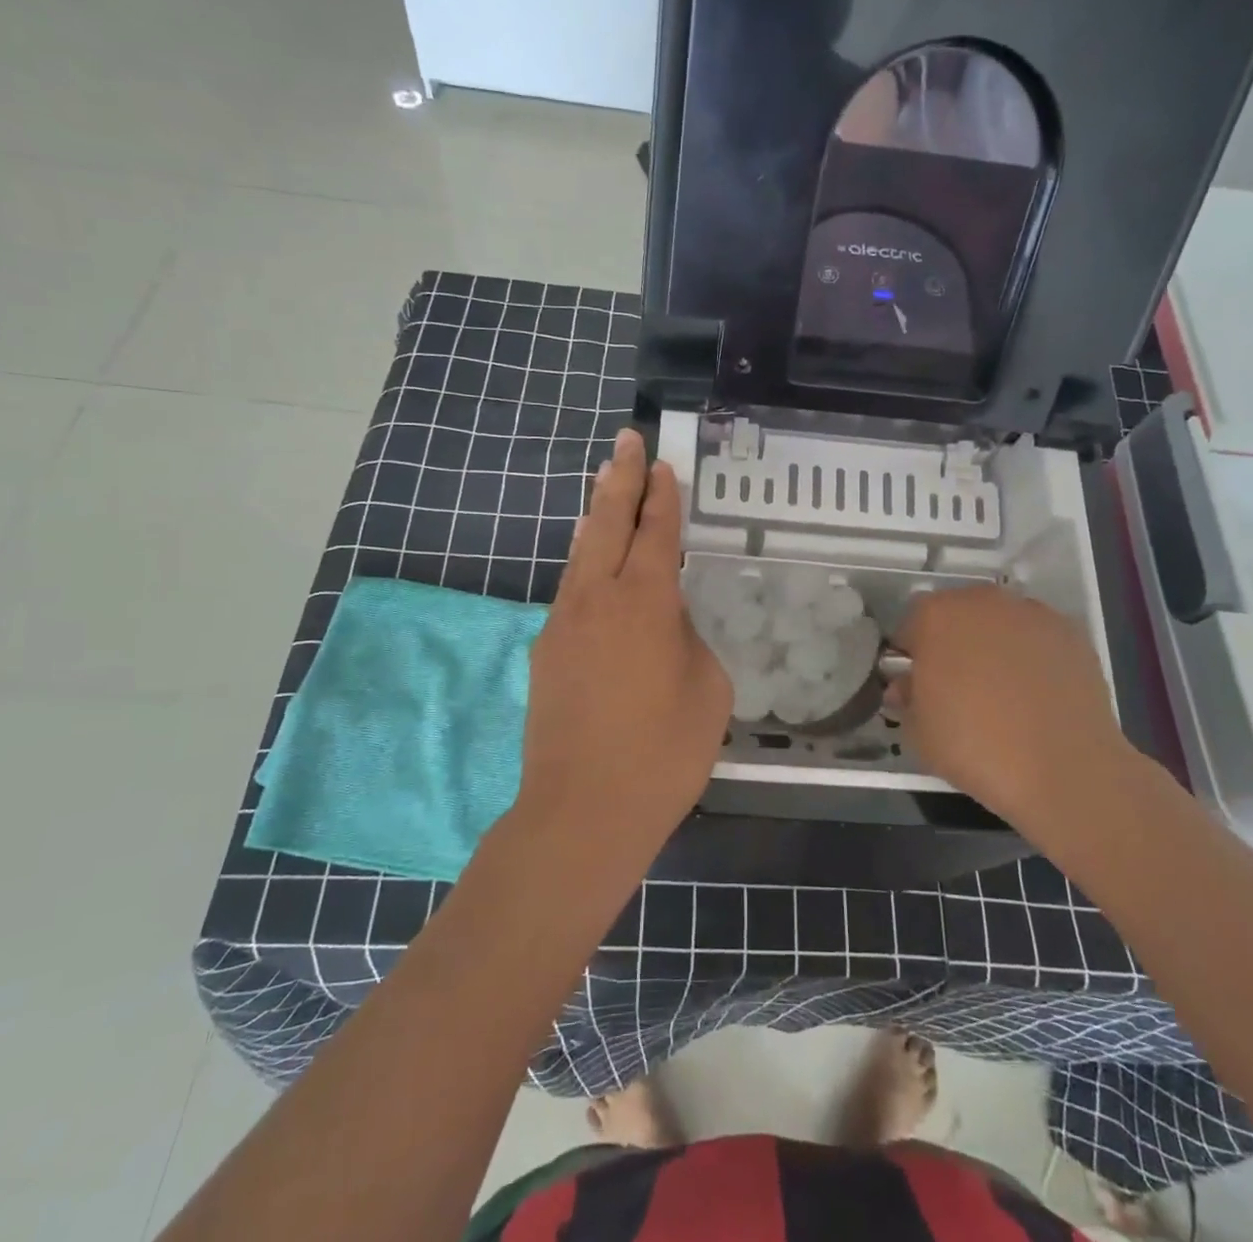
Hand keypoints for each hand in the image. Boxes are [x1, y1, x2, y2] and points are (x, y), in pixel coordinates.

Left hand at [515, 429, 730, 856]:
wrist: (582, 810)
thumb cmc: (663, 752)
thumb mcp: (707, 690)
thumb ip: (687, 642)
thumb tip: (665, 629)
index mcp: (644, 601)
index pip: (655, 532)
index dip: (661, 496)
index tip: (662, 465)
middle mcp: (597, 598)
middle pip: (606, 522)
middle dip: (620, 479)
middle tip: (625, 441)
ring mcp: (563, 623)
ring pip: (580, 553)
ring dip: (594, 517)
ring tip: (602, 486)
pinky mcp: (545, 651)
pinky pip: (570, 591)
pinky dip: (583, 563)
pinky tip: (589, 564)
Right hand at [891, 586, 1131, 828]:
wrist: (1063, 768)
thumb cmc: (974, 746)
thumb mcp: (917, 731)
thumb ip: (907, 697)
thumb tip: (908, 686)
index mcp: (935, 616)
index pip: (911, 626)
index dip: (912, 656)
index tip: (918, 685)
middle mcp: (982, 601)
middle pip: (957, 615)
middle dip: (953, 643)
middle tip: (958, 687)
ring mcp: (1031, 613)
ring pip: (1000, 623)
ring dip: (994, 646)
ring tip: (1003, 693)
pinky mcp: (1071, 633)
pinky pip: (1037, 639)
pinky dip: (1032, 657)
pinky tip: (1036, 695)